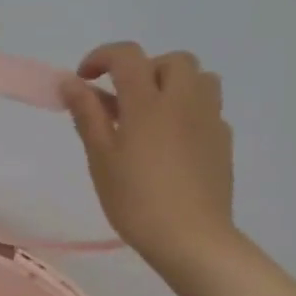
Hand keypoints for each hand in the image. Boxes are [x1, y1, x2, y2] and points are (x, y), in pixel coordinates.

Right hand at [61, 42, 236, 274]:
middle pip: (172, 61)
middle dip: (144, 70)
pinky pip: (208, 110)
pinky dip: (189, 113)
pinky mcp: (223, 142)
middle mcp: (184, 101)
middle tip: (123, 100)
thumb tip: (71, 82)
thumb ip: (87, 114)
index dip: (101, 57)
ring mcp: (210, 120)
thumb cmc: (136, 200)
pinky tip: (174, 143)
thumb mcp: (101, 158)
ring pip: (200, 79)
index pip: (127, 56)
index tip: (84, 79)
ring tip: (153, 115)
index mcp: (148, 102)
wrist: (191, 238)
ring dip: (174, 85)